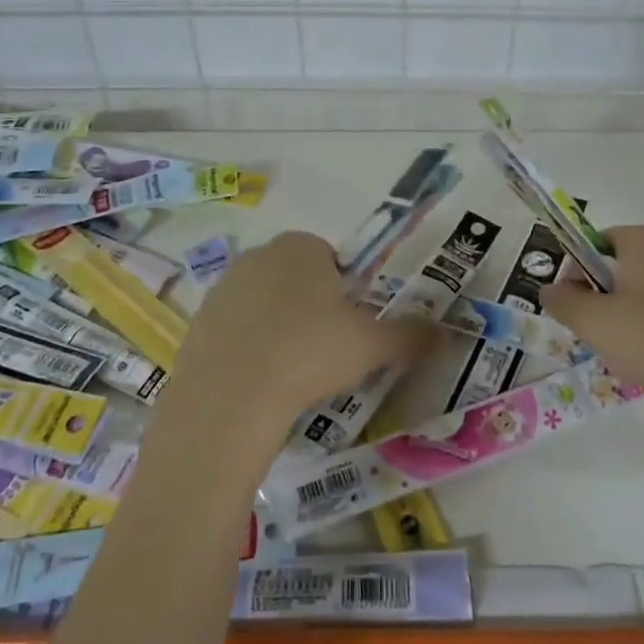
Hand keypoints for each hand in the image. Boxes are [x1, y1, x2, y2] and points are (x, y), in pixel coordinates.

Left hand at [173, 231, 433, 427]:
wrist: (230, 396)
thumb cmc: (309, 353)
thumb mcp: (371, 345)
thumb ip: (410, 335)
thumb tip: (446, 333)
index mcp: (301, 247)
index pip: (330, 257)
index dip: (344, 291)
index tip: (348, 328)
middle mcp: (259, 256)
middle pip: (295, 278)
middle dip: (311, 307)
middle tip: (325, 352)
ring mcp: (223, 288)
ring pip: (263, 304)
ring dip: (278, 327)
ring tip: (290, 372)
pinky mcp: (197, 322)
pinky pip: (234, 330)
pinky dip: (248, 349)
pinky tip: (257, 383)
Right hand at [541, 225, 643, 457]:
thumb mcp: (595, 325)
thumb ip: (563, 302)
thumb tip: (551, 289)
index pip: (599, 240)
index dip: (580, 272)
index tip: (578, 310)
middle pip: (630, 267)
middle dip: (611, 299)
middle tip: (606, 338)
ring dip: (642, 319)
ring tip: (643, 360)